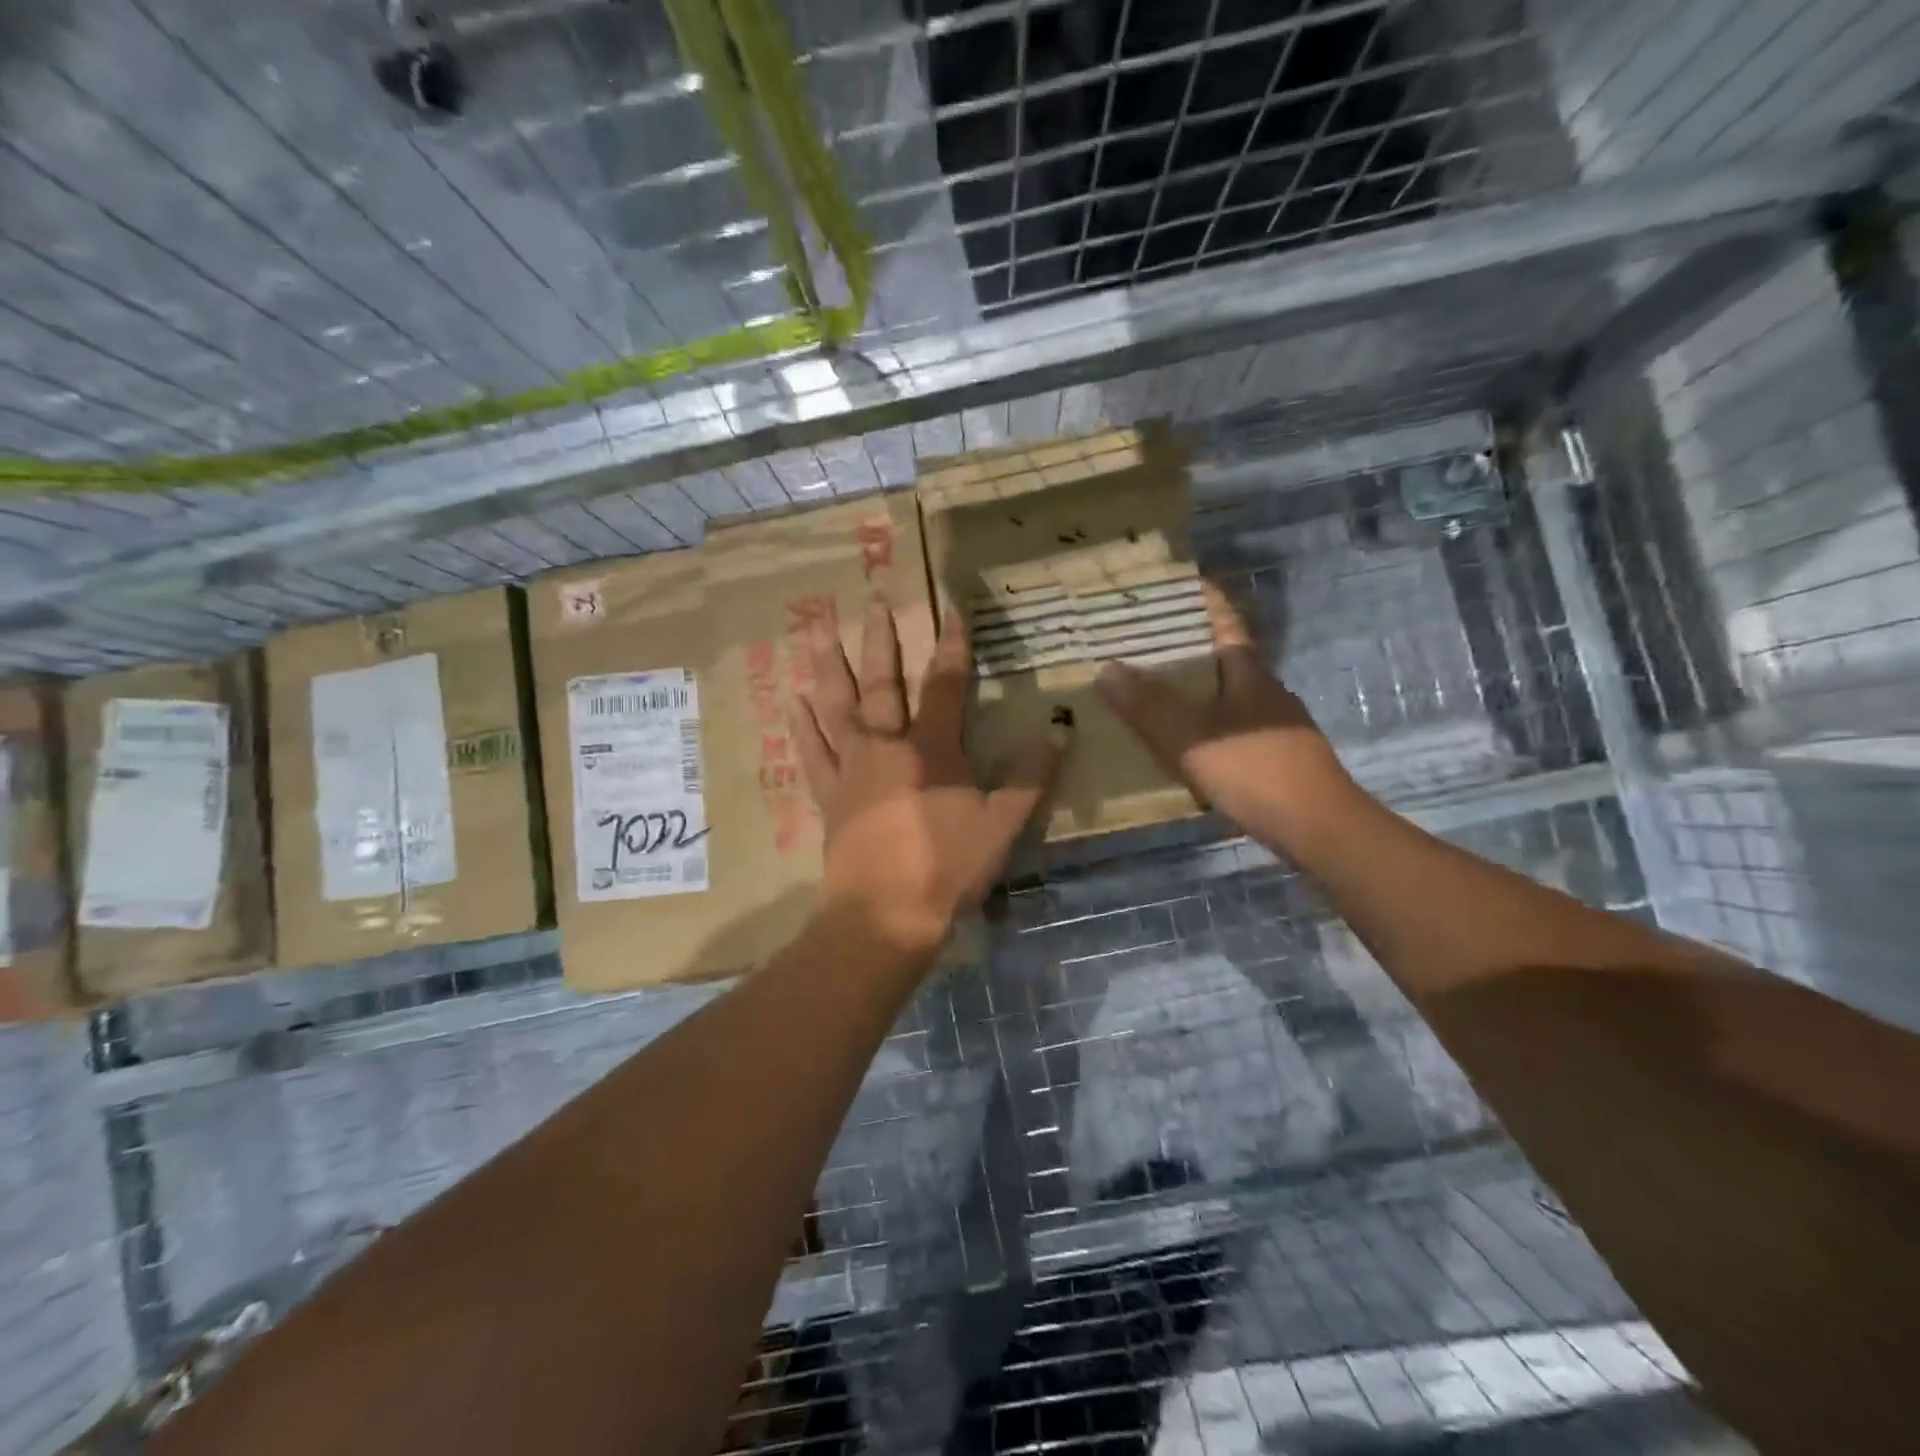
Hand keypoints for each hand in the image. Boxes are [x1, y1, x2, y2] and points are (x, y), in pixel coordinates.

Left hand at [792, 600, 1070, 954]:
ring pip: (836, 705)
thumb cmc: (948, 867)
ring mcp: (851, 769)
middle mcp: (886, 745)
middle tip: (872, 601)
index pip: (944, 683)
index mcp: (931, 748)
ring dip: (827, 664)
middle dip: (880, 640)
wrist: (884, 915)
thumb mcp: (1003, 824)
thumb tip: (1061, 729)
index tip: (952, 609)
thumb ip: (1032, 776)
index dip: (952, 645)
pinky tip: (792, 698)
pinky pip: (812, 752)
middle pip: (882, 683)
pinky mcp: (829, 795)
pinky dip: (802, 725)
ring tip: (813, 625)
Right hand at [1096, 582, 1359, 851]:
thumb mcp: (1188, 737)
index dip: (1203, 601)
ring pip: (1227, 695)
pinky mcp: (1275, 756)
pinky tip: (1184, 743)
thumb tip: (1106, 668)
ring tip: (1153, 692)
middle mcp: (1265, 691)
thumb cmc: (1253, 769)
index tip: (1177, 585)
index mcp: (1248, 673)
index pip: (1224, 622)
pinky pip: (1231, 727)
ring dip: (1194, 690)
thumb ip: (1146, 705)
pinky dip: (1205, 724)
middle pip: (1224, 658)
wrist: (1317, 827)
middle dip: (1187, 649)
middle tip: (1143, 645)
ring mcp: (1274, 725)